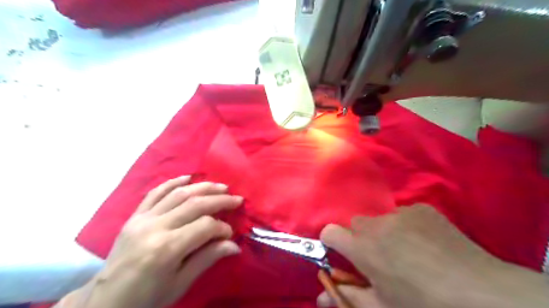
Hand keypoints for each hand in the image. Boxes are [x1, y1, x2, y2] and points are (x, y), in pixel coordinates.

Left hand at [59, 175, 243, 307]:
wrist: (105, 303)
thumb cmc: (146, 299)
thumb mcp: (180, 284)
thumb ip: (208, 259)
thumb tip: (235, 245)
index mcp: (167, 249)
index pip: (204, 226)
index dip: (222, 227)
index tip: (230, 234)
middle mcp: (155, 227)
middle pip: (195, 204)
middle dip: (219, 200)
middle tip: (236, 198)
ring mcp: (142, 219)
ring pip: (178, 194)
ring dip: (202, 187)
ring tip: (220, 186)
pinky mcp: (134, 216)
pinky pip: (154, 193)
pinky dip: (173, 182)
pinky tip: (188, 177)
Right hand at [316, 204, 548, 307]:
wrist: (483, 294)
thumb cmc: (424, 306)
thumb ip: (347, 298)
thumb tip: (319, 297)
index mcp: (362, 247)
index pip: (329, 232)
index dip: (332, 243)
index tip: (343, 256)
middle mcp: (376, 224)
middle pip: (356, 224)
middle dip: (361, 239)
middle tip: (380, 260)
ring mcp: (400, 213)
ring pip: (380, 219)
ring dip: (384, 233)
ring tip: (408, 253)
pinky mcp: (421, 208)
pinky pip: (404, 214)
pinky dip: (407, 227)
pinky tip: (427, 244)